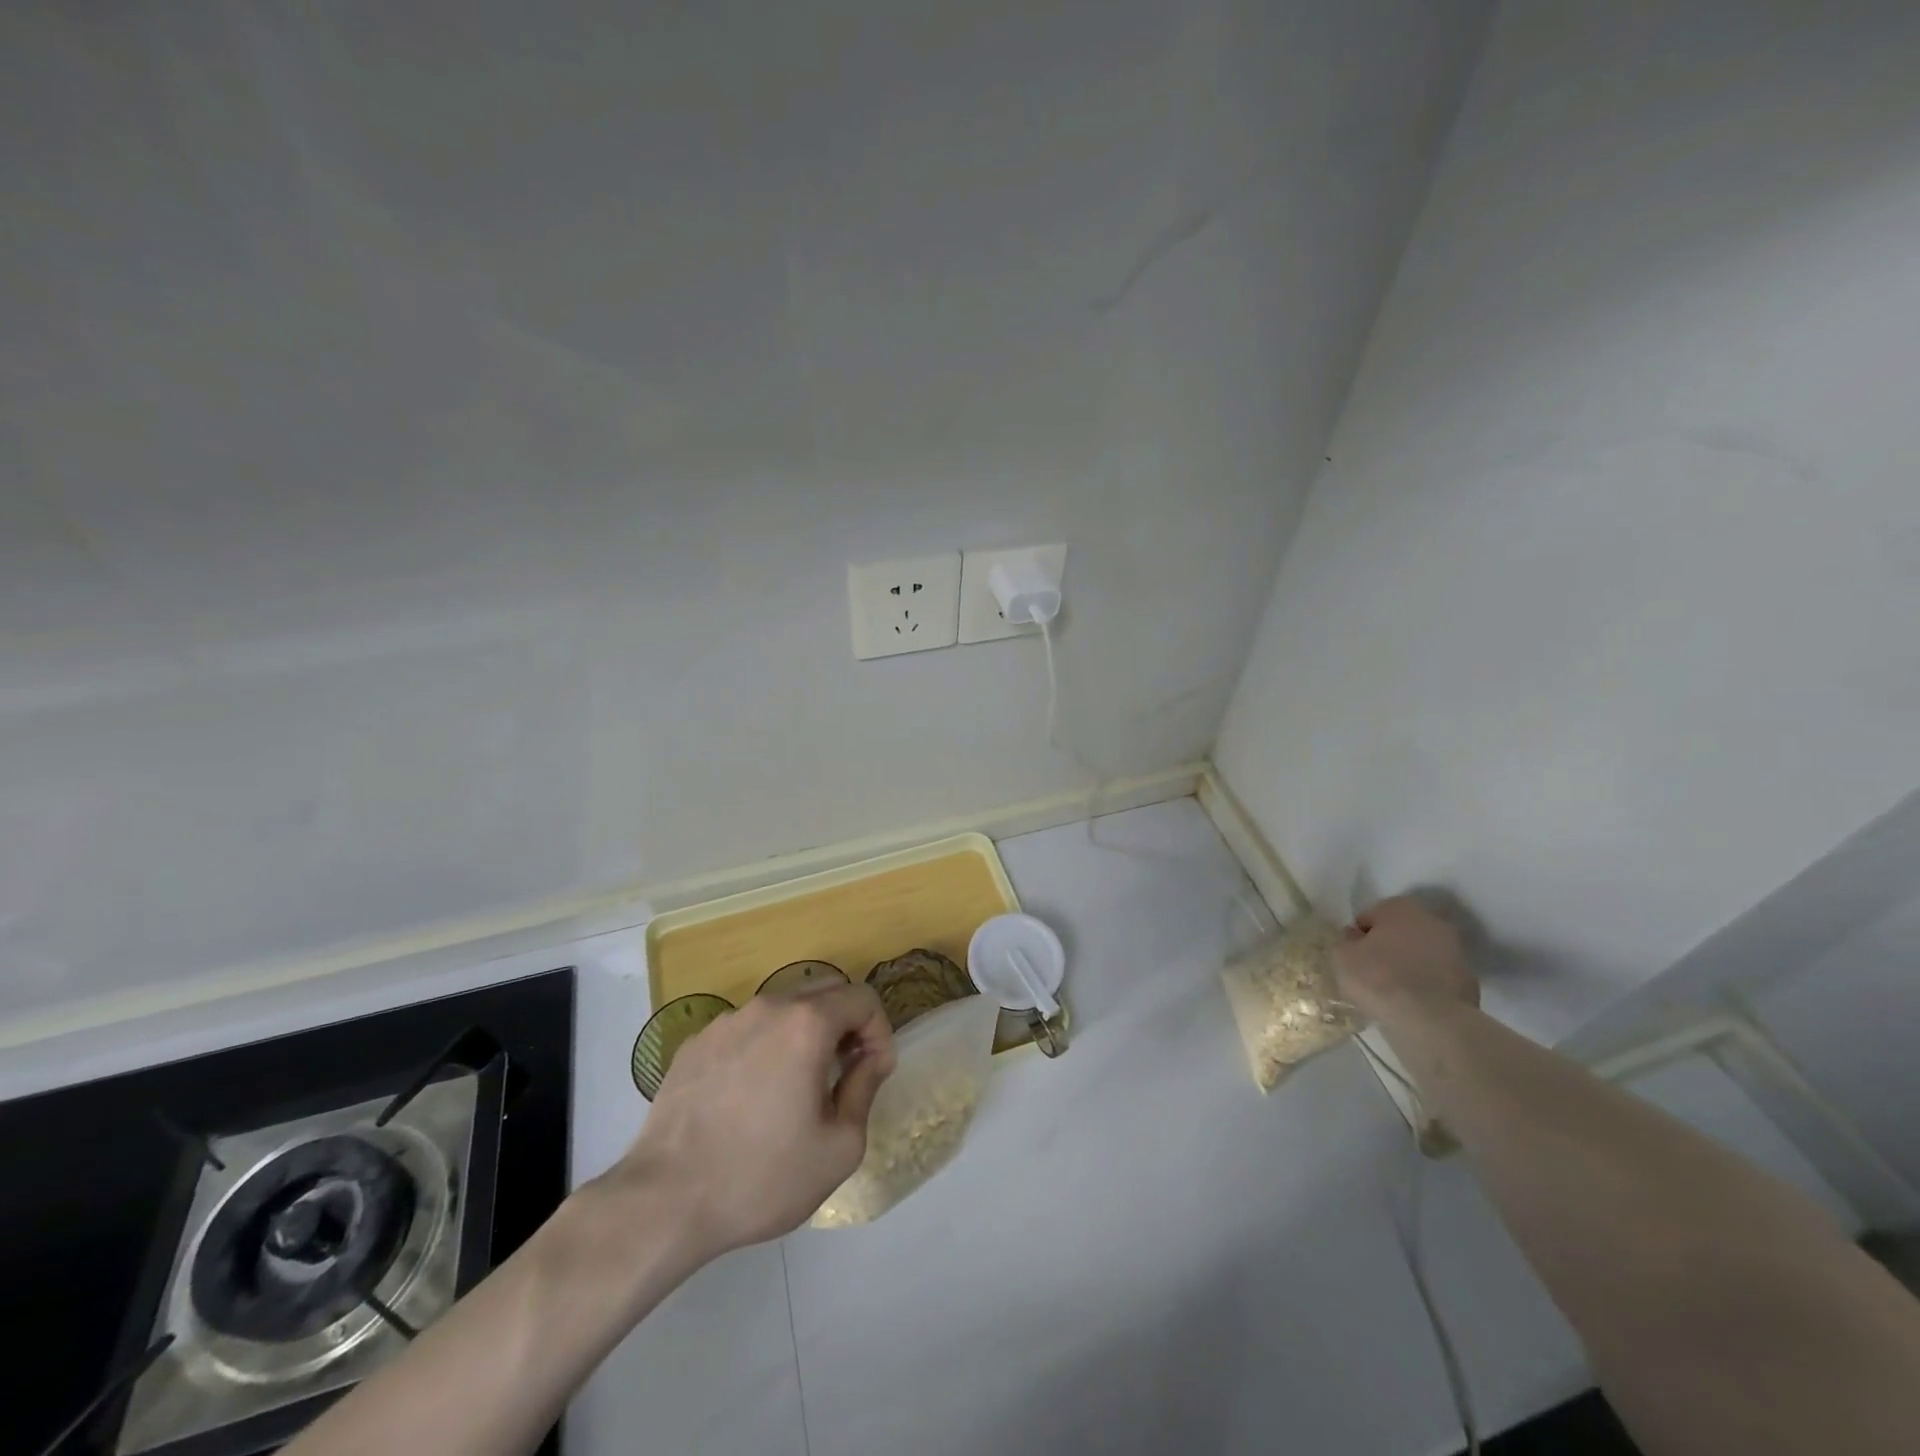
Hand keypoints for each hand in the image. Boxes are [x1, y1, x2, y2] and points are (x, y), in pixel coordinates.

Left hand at [605, 982, 895, 1259]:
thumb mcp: (839, 1147)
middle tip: (843, 1073)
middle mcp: (768, 1007)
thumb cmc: (762, 1176)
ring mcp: (726, 1022)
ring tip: (795, 1088)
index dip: (879, 1032)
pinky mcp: (695, 1043)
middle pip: (824, 993)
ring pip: (782, 1011)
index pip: (863, 998)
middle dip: (845, 1026)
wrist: (664, 1201)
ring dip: (803, 1035)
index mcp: (807, 1023)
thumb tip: (868, 1061)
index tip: (873, 1073)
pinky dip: (763, 1049)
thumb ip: (865, 1089)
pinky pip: (745, 1031)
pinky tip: (750, 1098)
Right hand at [1334, 895, 1478, 1025]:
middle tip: (1371, 972)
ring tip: (1392, 992)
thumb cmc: (1378, 978)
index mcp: (1400, 907)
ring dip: (1409, 966)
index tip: (1353, 957)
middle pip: (1400, 933)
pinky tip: (1413, 1004)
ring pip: (1421, 955)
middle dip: (1387, 948)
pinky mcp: (1469, 982)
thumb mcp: (1341, 956)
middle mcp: (1432, 921)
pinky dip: (1426, 987)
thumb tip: (1356, 938)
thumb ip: (1346, 941)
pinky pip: (1437, 979)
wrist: (1430, 1020)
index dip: (1358, 937)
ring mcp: (1456, 952)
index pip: (1369, 917)